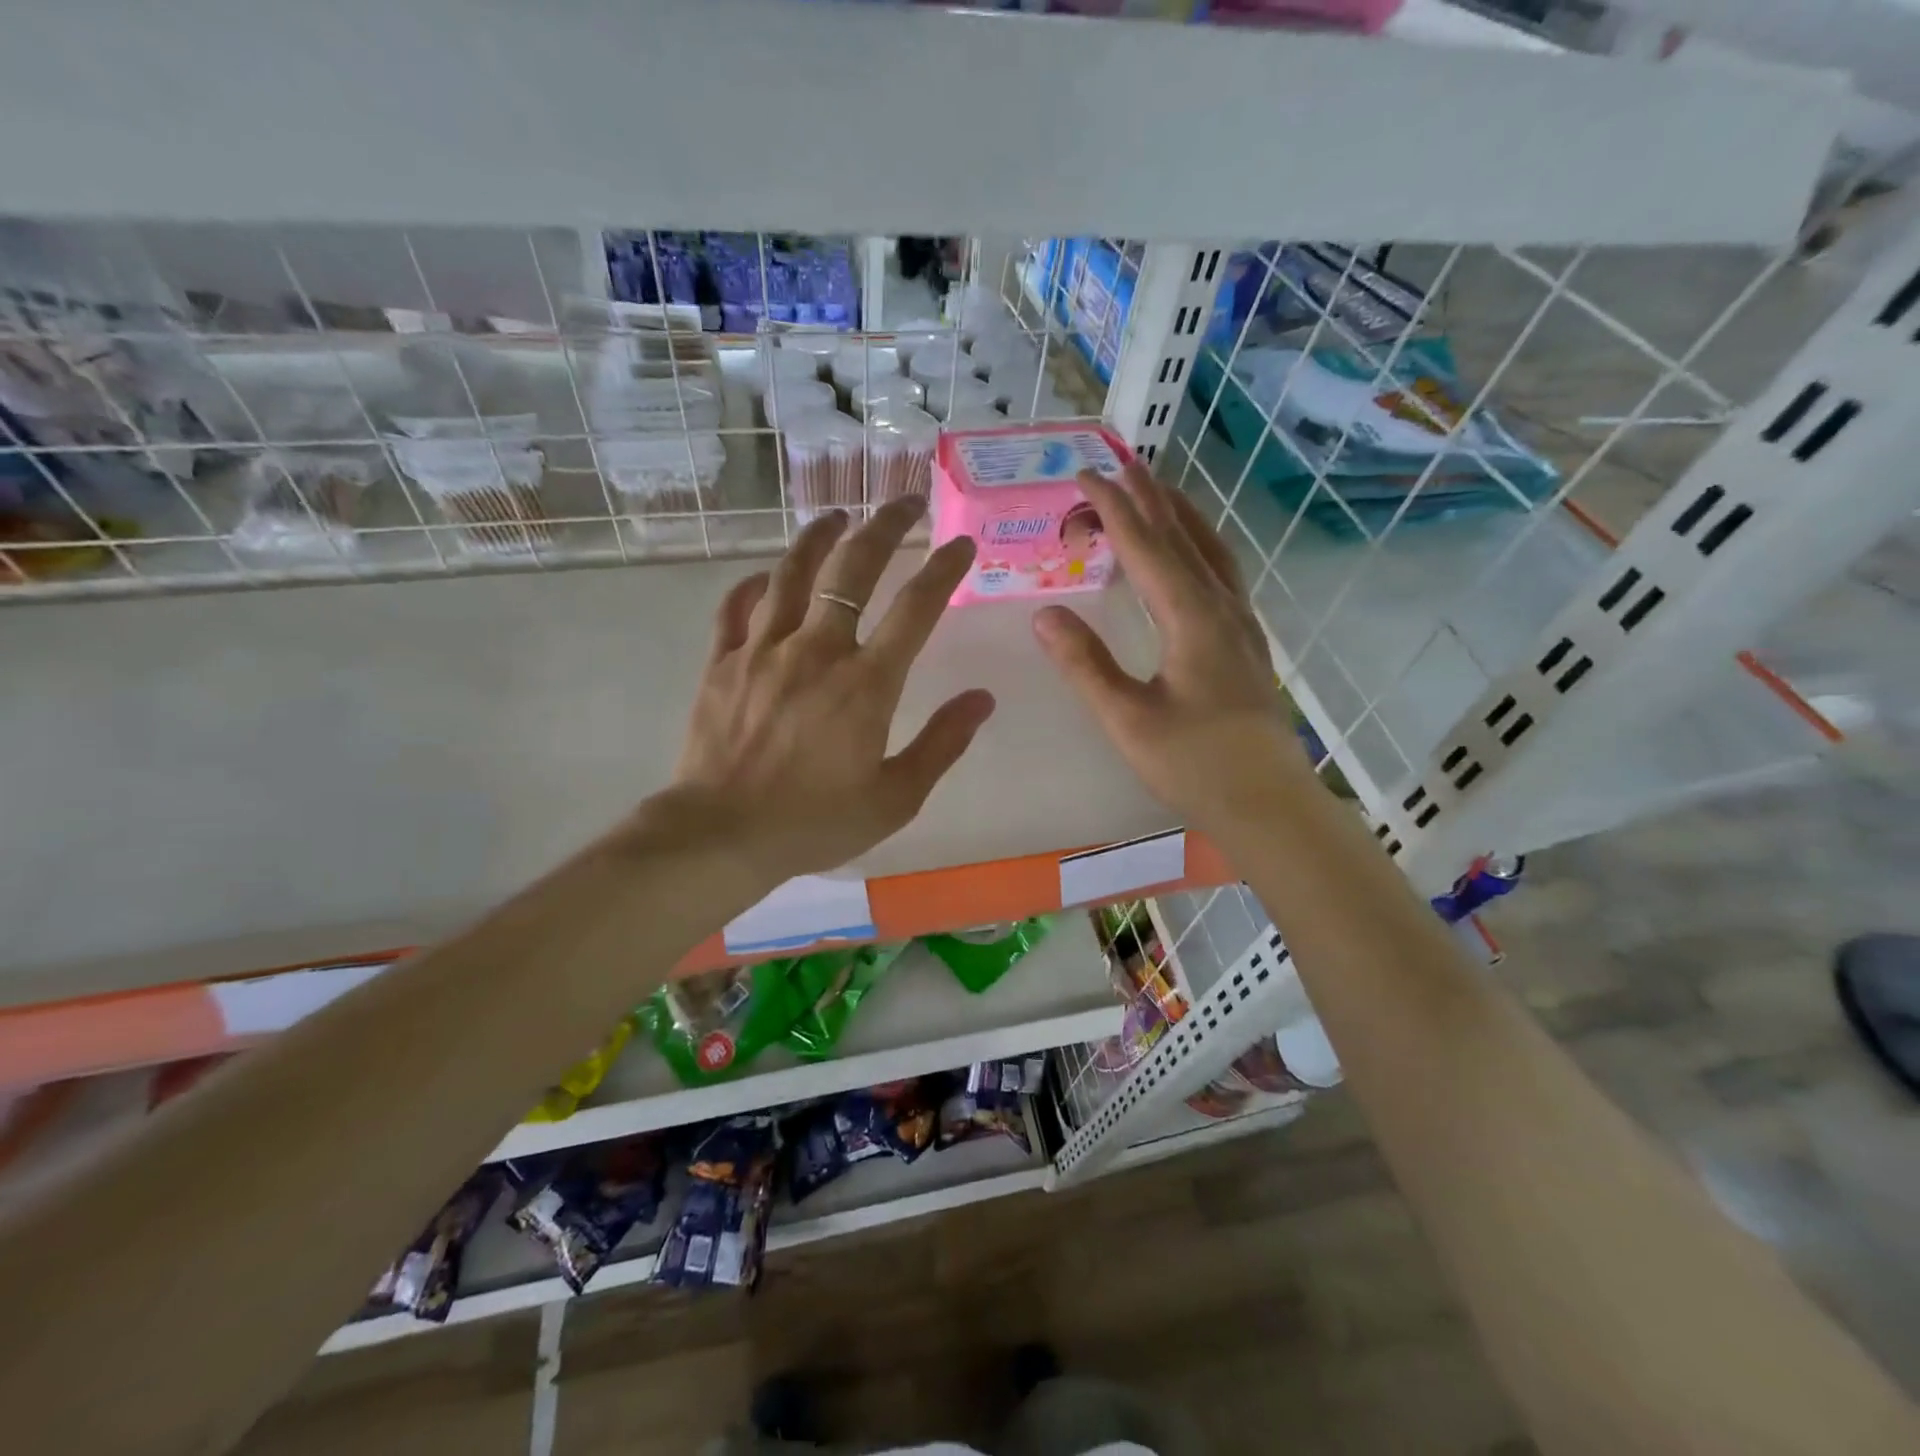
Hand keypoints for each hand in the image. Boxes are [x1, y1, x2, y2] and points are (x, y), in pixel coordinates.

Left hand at [665, 497, 994, 885]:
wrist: (721, 835)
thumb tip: (982, 699)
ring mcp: (763, 650)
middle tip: (905, 502)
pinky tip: (768, 576)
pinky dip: (757, 583)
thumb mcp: (895, 797)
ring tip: (838, 516)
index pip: (916, 608)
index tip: (960, 544)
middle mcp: (817, 650)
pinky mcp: (722, 662)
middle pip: (854, 567)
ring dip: (820, 536)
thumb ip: (942, 744)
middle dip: (885, 526)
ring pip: (793, 572)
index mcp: (867, 683)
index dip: (943, 569)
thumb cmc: (815, 822)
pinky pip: (738, 606)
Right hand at [1032, 461, 1311, 836]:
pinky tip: (1192, 559)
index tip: (1084, 475)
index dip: (1113, 508)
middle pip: (1183, 537)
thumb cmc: (1195, 765)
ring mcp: (1241, 624)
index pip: (1146, 547)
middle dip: (1148, 498)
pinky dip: (1199, 547)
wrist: (1268, 803)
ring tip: (1157, 493)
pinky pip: (1221, 574)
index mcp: (1191, 618)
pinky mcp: (1247, 644)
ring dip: (1180, 516)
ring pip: (1210, 551)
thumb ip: (1085, 665)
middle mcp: (1221, 608)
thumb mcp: (1127, 719)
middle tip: (1120, 464)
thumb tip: (1044, 614)